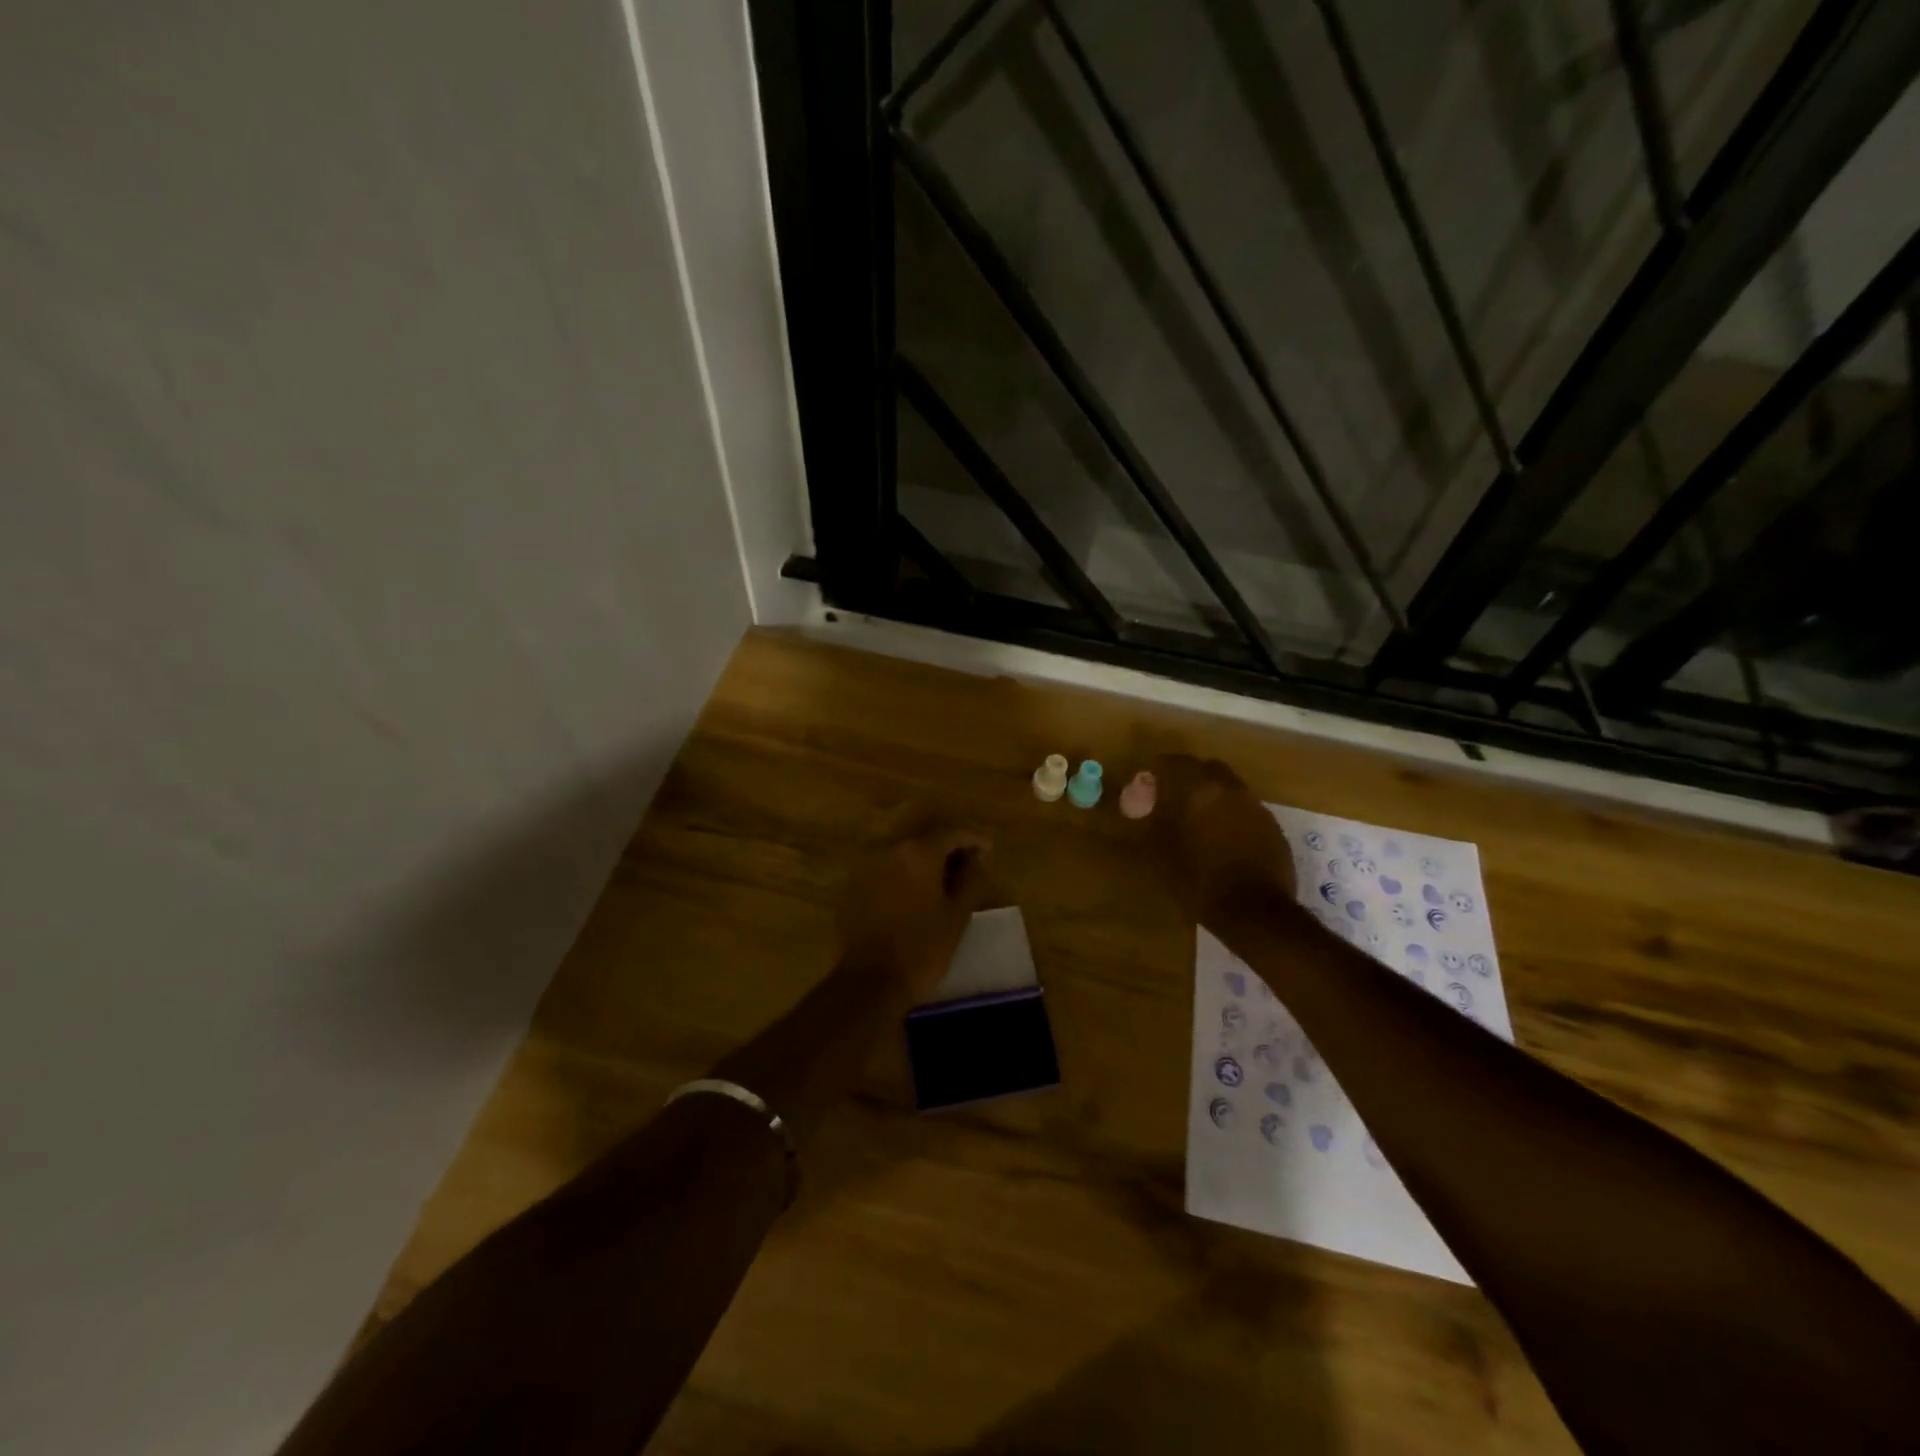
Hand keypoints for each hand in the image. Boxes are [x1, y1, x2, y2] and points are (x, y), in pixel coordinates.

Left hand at [837, 820, 991, 999]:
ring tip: (944, 882)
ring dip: (925, 861)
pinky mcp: (853, 884)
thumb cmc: (921, 949)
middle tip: (969, 866)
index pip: (952, 832)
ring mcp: (866, 865)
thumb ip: (971, 879)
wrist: (868, 982)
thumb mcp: (957, 916)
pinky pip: (885, 868)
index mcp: (918, 852)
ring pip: (904, 852)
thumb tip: (976, 859)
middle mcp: (888, 848)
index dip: (974, 839)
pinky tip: (916, 893)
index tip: (988, 851)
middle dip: (949, 849)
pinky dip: (904, 873)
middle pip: (926, 838)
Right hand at [1133, 754, 1295, 928]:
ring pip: (1228, 787)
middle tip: (1171, 800)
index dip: (1155, 772)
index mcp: (1197, 789)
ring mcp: (1255, 806)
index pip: (1172, 762)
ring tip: (1197, 821)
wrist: (1254, 911)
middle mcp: (1229, 788)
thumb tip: (1139, 808)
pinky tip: (1223, 839)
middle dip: (1187, 778)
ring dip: (1211, 796)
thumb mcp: (1159, 852)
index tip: (1145, 787)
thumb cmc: (1198, 880)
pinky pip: (1245, 809)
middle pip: (1205, 769)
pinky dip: (1231, 815)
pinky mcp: (1272, 826)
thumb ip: (1148, 821)